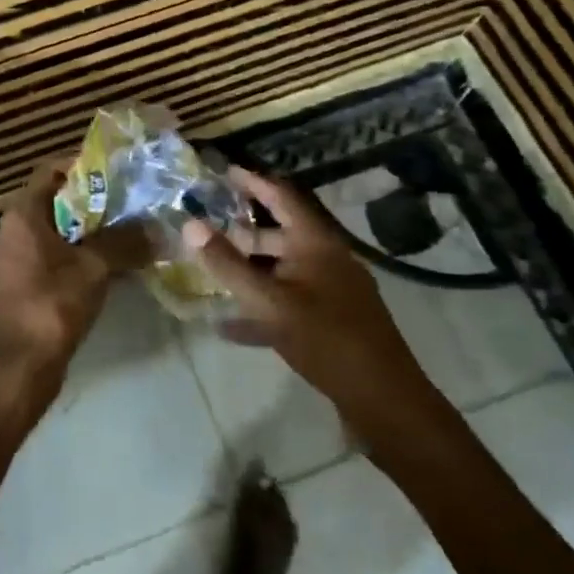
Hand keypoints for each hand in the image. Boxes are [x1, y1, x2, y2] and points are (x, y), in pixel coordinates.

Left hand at [0, 162, 148, 405]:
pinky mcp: (24, 282)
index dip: (82, 165)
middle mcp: (13, 229)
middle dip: (93, 200)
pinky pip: (54, 255)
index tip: (116, 170)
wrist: (23, 363)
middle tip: (129, 200)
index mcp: (22, 214)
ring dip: (90, 229)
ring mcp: (16, 258)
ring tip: (128, 230)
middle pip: (56, 200)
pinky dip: (80, 253)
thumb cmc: (54, 302)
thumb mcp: (95, 266)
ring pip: (57, 230)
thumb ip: (125, 241)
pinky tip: (112, 264)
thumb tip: (156, 228)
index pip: (50, 171)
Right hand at [185, 167, 455, 458]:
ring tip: (211, 271)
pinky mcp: (331, 322)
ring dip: (248, 271)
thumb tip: (190, 224)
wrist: (384, 401)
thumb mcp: (269, 301)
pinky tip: (229, 327)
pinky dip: (261, 308)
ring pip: (282, 270)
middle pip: (279, 234)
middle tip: (206, 228)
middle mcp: (326, 259)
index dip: (253, 181)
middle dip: (242, 231)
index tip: (224, 171)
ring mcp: (331, 292)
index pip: (282, 196)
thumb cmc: (326, 340)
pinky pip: (288, 304)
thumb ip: (227, 264)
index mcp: (316, 243)